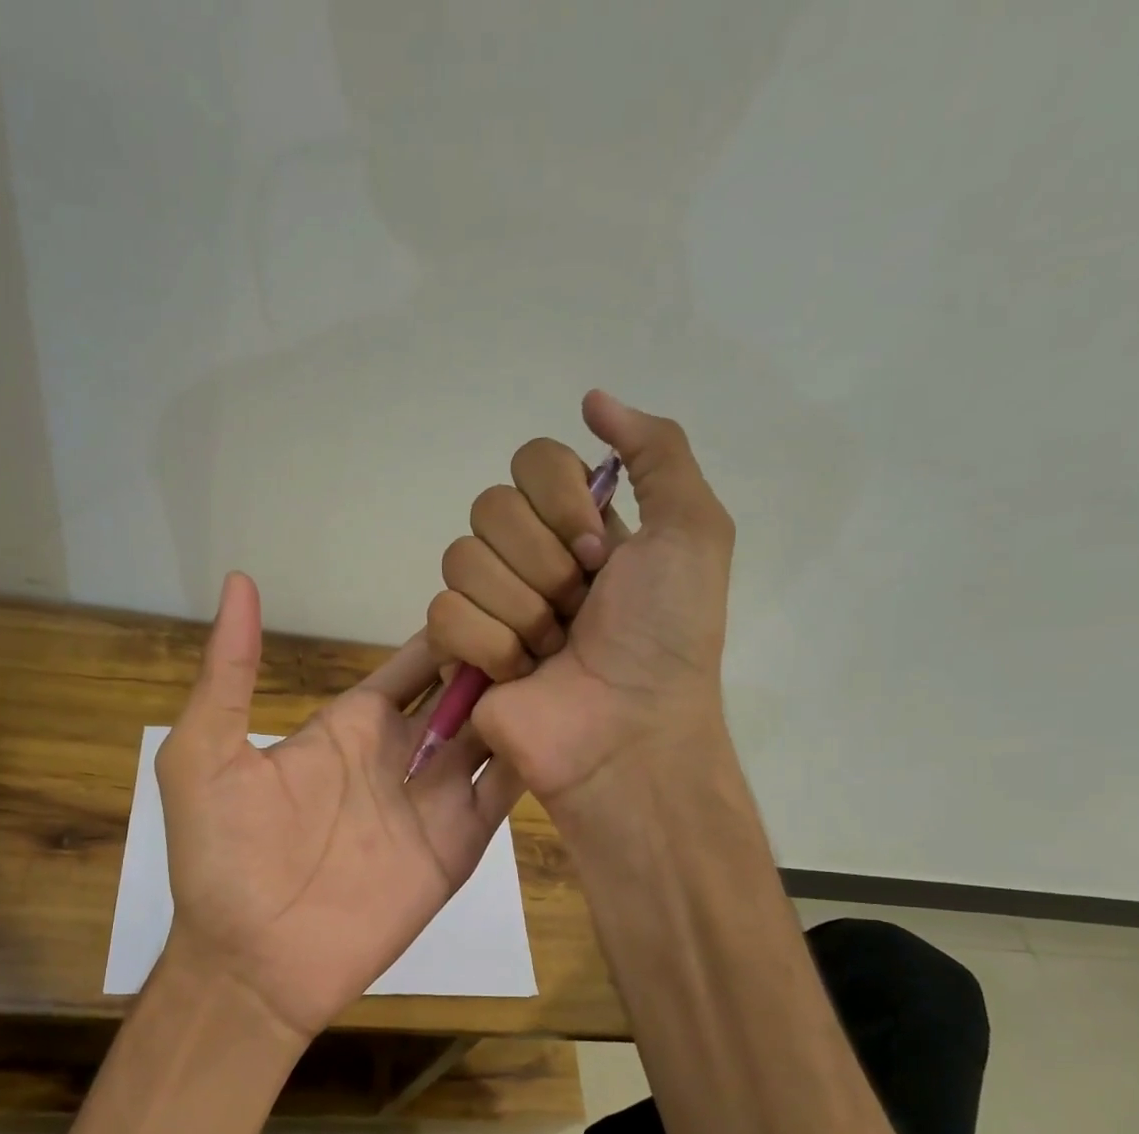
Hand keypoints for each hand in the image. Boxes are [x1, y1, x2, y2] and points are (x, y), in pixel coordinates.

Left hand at [155, 572, 522, 1040]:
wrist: (252, 963)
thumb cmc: (223, 857)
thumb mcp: (205, 754)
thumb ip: (230, 671)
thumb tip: (239, 581)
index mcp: (351, 726)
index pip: (414, 664)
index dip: (449, 631)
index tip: (494, 592)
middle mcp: (400, 755)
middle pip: (463, 692)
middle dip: (500, 658)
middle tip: (550, 616)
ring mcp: (433, 801)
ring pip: (494, 736)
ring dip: (525, 701)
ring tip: (571, 658)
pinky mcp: (457, 846)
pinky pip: (504, 794)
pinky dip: (534, 760)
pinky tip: (568, 723)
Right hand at [424, 391, 733, 818]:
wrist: (629, 729)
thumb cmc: (666, 636)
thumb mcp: (693, 531)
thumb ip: (657, 450)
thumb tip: (592, 399)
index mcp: (576, 523)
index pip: (531, 461)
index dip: (563, 502)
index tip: (599, 552)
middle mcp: (527, 555)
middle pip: (489, 507)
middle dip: (544, 564)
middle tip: (579, 610)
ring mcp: (488, 603)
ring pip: (460, 558)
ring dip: (521, 610)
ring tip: (552, 649)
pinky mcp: (457, 650)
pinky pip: (444, 614)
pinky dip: (490, 646)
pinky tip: (520, 673)